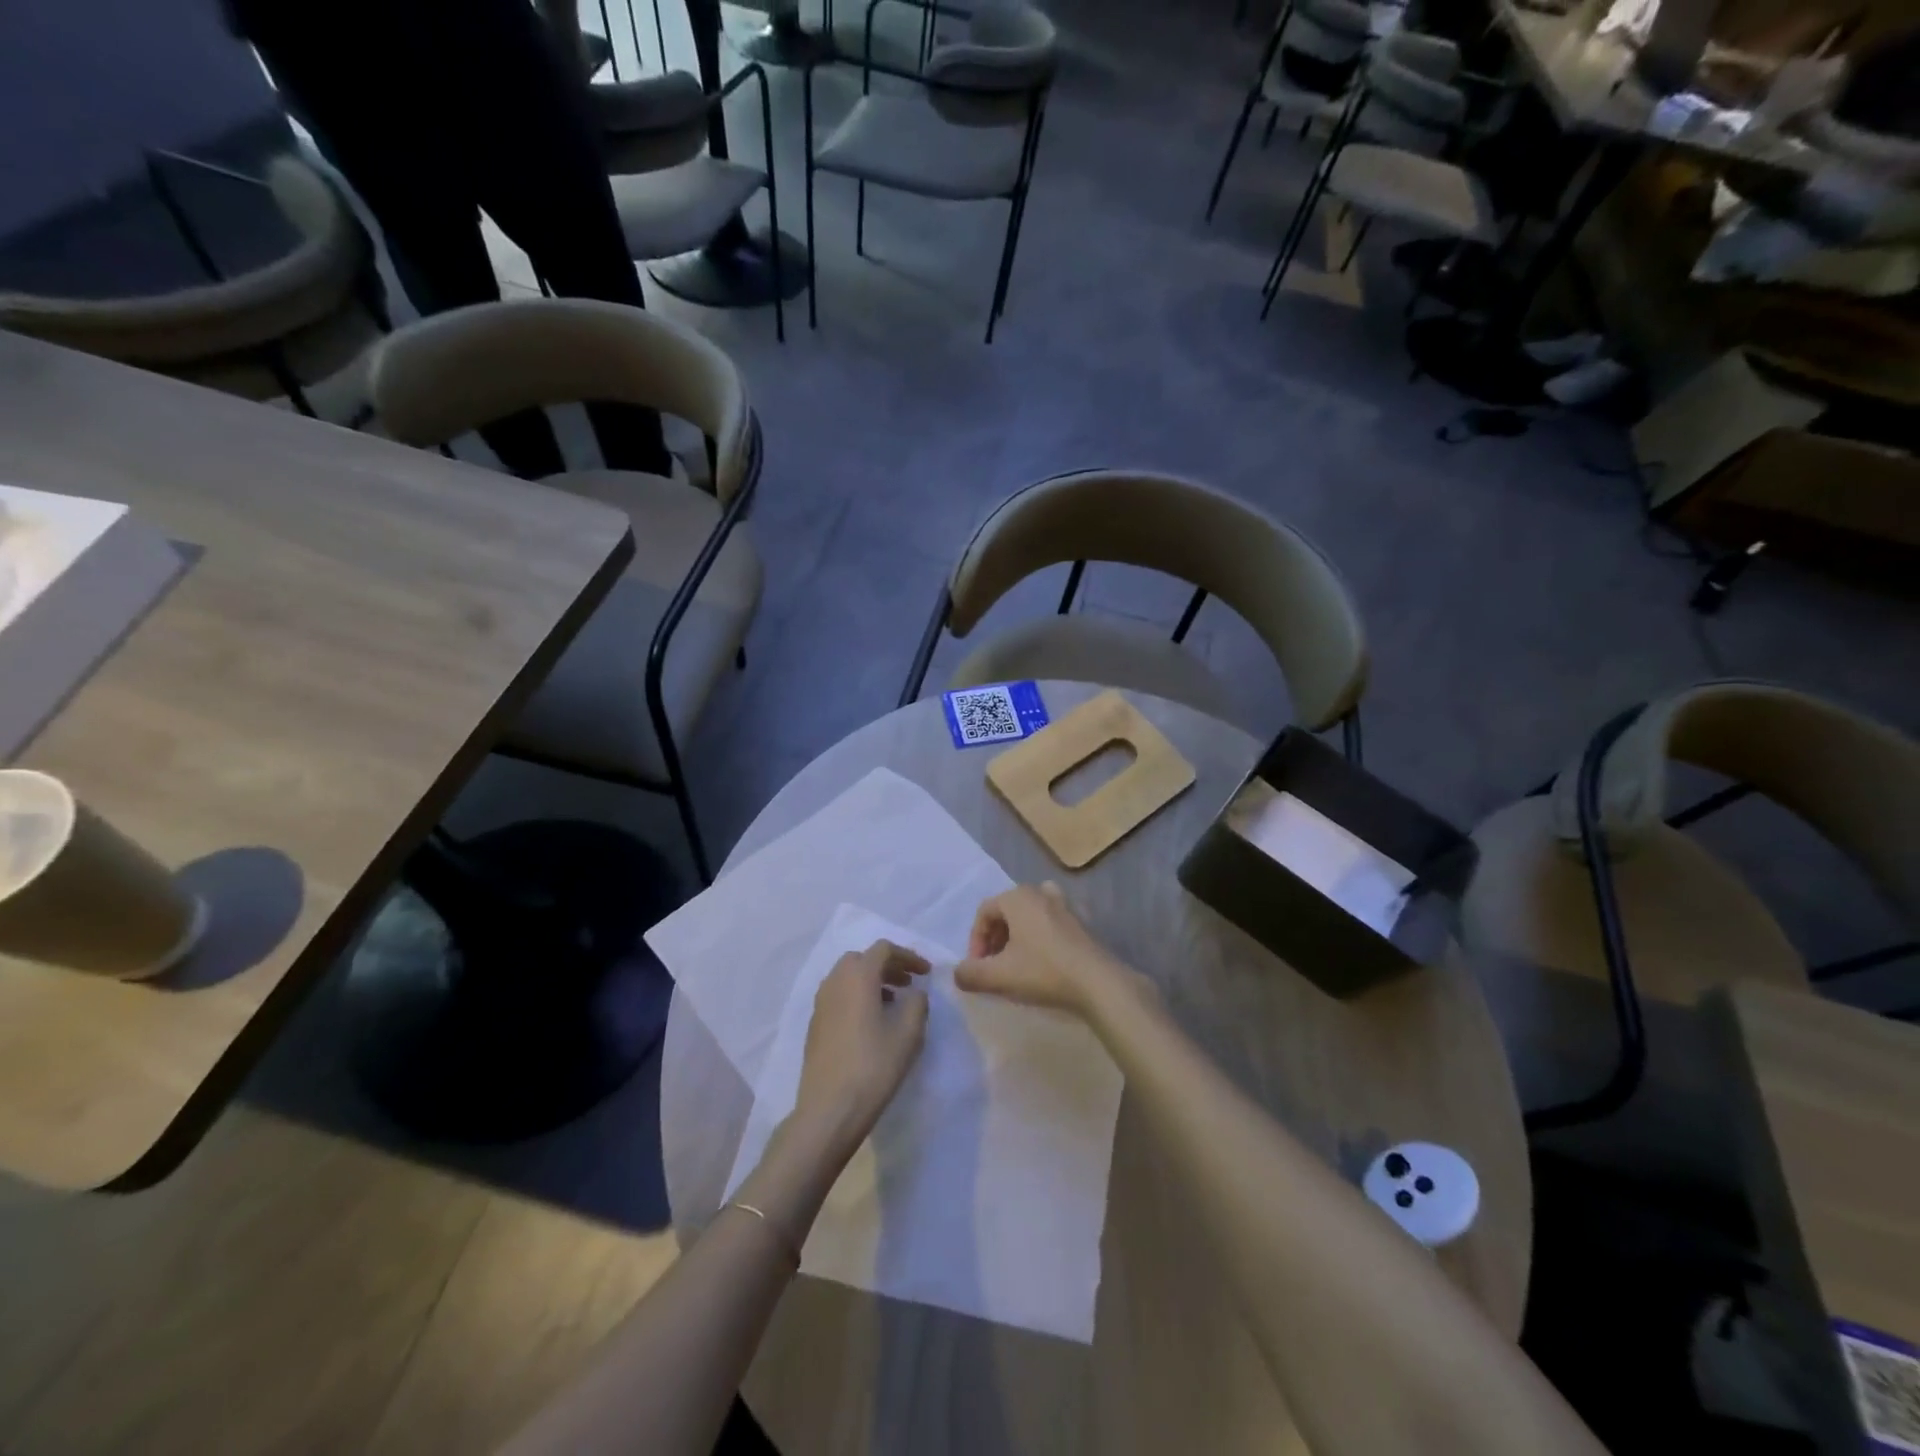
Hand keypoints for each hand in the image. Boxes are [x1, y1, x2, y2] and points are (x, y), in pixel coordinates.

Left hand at [795, 940, 930, 1152]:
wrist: (829, 1109)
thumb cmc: (873, 1066)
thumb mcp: (908, 1034)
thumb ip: (917, 1003)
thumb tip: (914, 993)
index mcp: (858, 976)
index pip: (884, 949)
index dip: (908, 956)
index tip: (926, 973)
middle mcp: (835, 981)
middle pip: (862, 959)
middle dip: (888, 966)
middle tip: (908, 983)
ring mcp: (820, 1003)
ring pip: (848, 977)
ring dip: (872, 981)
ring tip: (893, 1003)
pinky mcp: (815, 1025)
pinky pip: (839, 996)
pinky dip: (857, 997)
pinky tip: (871, 1023)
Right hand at [954, 883, 1132, 1016]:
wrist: (1098, 983)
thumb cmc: (1043, 972)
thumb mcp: (998, 976)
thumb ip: (970, 973)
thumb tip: (958, 973)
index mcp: (1017, 897)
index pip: (984, 912)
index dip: (975, 940)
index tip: (978, 968)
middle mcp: (1039, 892)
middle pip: (1005, 912)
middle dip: (994, 939)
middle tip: (994, 966)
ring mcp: (1062, 905)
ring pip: (1028, 916)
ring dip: (1016, 937)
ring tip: (1015, 964)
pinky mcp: (1079, 922)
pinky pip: (1048, 923)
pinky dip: (1038, 938)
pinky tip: (1041, 963)